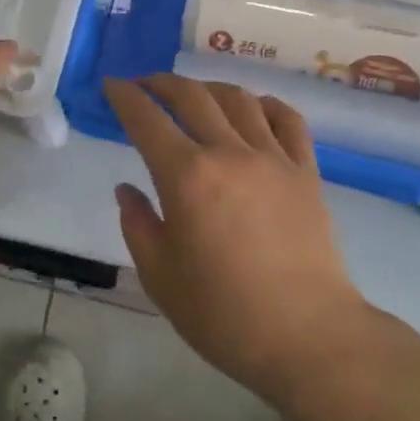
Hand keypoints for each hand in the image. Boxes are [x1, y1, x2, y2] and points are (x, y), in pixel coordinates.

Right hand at [104, 74, 369, 405]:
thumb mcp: (159, 276)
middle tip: (145, 86)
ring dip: (208, 87)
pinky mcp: (306, 172)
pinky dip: (265, 104)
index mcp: (186, 176)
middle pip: (191, 96)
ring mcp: (273, 158)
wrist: (308, 338)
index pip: (146, 118)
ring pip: (238, 99)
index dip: (124, 96)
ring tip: (195, 94)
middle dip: (161, 83)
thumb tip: (127, 189)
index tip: (111, 85)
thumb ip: (137, 224)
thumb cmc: (223, 314)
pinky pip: (287, 120)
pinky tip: (254, 108)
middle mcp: (228, 153)